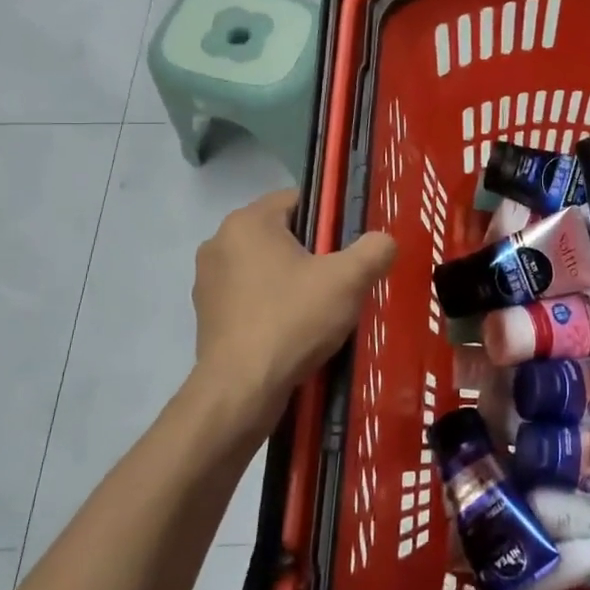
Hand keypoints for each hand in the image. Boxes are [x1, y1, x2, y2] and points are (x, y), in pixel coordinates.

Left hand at [190, 188, 396, 443]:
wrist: (242, 390)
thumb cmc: (293, 320)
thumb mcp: (349, 280)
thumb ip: (374, 250)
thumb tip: (384, 241)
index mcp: (248, 222)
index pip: (298, 200)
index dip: (329, 220)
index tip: (348, 248)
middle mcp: (219, 242)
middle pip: (281, 234)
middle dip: (312, 253)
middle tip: (340, 281)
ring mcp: (207, 280)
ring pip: (265, 266)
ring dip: (291, 280)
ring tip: (319, 310)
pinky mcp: (206, 315)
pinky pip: (250, 296)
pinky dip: (272, 305)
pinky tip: (293, 330)